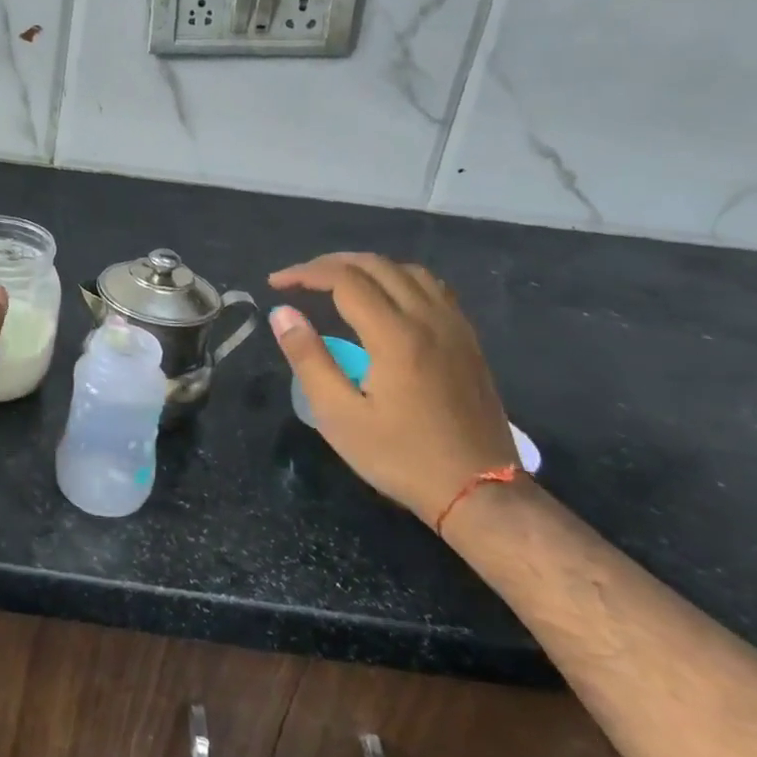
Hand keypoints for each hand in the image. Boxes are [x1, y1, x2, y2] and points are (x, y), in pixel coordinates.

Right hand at [268, 253, 513, 527]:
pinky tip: (385, 300)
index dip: (305, 273)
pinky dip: (398, 280)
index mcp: (396, 336)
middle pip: (377, 265)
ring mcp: (455, 328)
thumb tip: (282, 313)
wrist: (480, 491)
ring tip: (337, 283)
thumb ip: (308, 358)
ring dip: (367, 267)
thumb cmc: (401, 456)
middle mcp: (429, 320)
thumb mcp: (339, 415)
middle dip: (331, 264)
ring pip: (408, 271)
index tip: (276, 285)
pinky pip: (432, 289)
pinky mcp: (468, 342)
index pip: (345, 279)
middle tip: (299, 280)